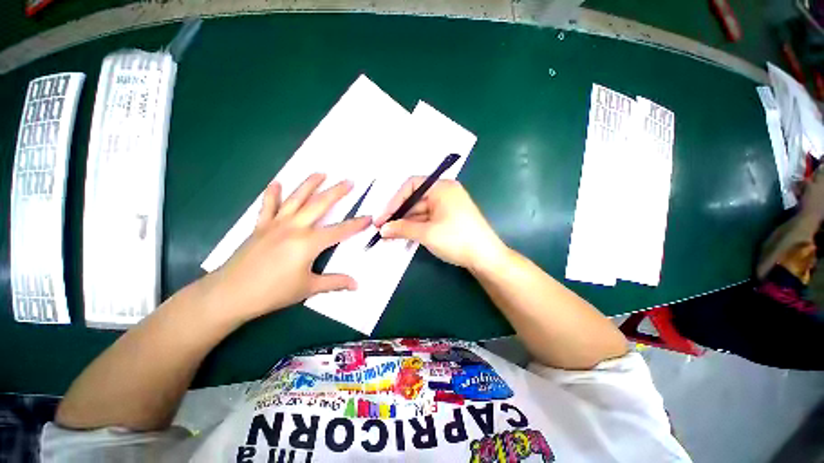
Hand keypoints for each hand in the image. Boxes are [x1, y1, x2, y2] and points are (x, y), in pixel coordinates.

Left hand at [204, 174, 370, 323]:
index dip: (356, 224)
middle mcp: (295, 227)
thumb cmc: (273, 292)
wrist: (230, 294)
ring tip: (321, 173)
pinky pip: (268, 206)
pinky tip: (277, 183)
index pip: (340, 230)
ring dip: (310, 184)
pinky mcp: (260, 226)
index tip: (368, 217)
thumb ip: (335, 282)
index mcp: (309, 243)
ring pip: (296, 198)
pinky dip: (273, 194)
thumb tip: (356, 285)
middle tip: (349, 181)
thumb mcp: (308, 288)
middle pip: (320, 204)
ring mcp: (276, 224)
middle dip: (337, 192)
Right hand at [375, 178, 505, 270]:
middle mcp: (444, 193)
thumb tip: (382, 229)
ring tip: (388, 236)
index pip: (411, 186)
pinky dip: (415, 227)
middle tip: (382, 229)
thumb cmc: (457, 239)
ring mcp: (446, 206)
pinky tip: (403, 236)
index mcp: (442, 187)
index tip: (383, 217)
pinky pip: (427, 219)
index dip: (394, 201)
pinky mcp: (448, 218)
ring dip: (405, 223)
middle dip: (398, 215)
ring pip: (419, 211)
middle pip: (414, 199)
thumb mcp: (427, 233)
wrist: (486, 258)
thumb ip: (402, 228)